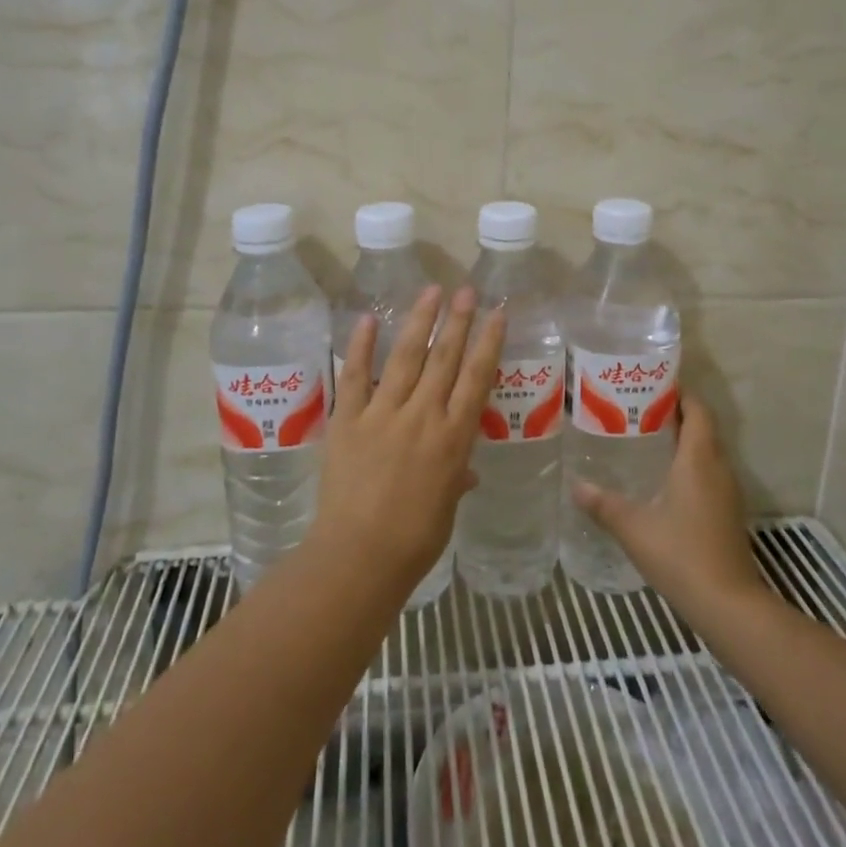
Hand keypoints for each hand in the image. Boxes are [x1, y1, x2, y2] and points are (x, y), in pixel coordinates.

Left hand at [310, 285, 504, 599]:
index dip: (488, 343)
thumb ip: (456, 479)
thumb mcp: (446, 508)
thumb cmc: (413, 540)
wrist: (359, 556)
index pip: (476, 379)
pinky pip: (355, 376)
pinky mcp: (348, 419)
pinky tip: (369, 319)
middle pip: (444, 359)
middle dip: (457, 321)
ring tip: (430, 291)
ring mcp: (383, 414)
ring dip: (419, 321)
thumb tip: (466, 470)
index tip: (497, 313)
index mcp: (453, 438)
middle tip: (465, 290)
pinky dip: (361, 346)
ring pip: (406, 358)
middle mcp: (423, 416)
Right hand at [571, 394, 768, 622]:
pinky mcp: (728, 514)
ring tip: (644, 438)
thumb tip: (576, 486)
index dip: (680, 393)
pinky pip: (709, 474)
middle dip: (675, 414)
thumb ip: (603, 504)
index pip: (697, 410)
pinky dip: (689, 465)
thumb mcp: (634, 527)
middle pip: (702, 427)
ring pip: (707, 452)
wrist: (730, 606)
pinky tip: (662, 480)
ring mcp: (728, 493)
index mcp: (698, 459)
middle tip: (637, 409)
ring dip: (683, 440)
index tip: (652, 383)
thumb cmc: (682, 555)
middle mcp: (718, 468)